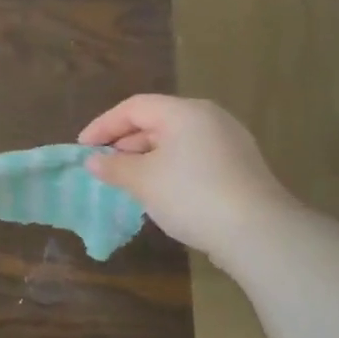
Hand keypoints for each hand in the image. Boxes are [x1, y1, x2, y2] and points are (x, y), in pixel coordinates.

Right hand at [80, 95, 292, 259]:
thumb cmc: (191, 195)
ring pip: (175, 140)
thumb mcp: (143, 181)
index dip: (103, 125)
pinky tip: (159, 191)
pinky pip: (193, 157)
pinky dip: (168, 167)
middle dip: (124, 142)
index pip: (134, 107)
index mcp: (184, 112)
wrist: (256, 230)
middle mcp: (209, 117)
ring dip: (145, 157)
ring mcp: (228, 141)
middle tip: (102, 165)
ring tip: (126, 180)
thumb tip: (93, 161)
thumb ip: (115, 167)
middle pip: (156, 120)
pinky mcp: (238, 166)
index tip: (82, 148)